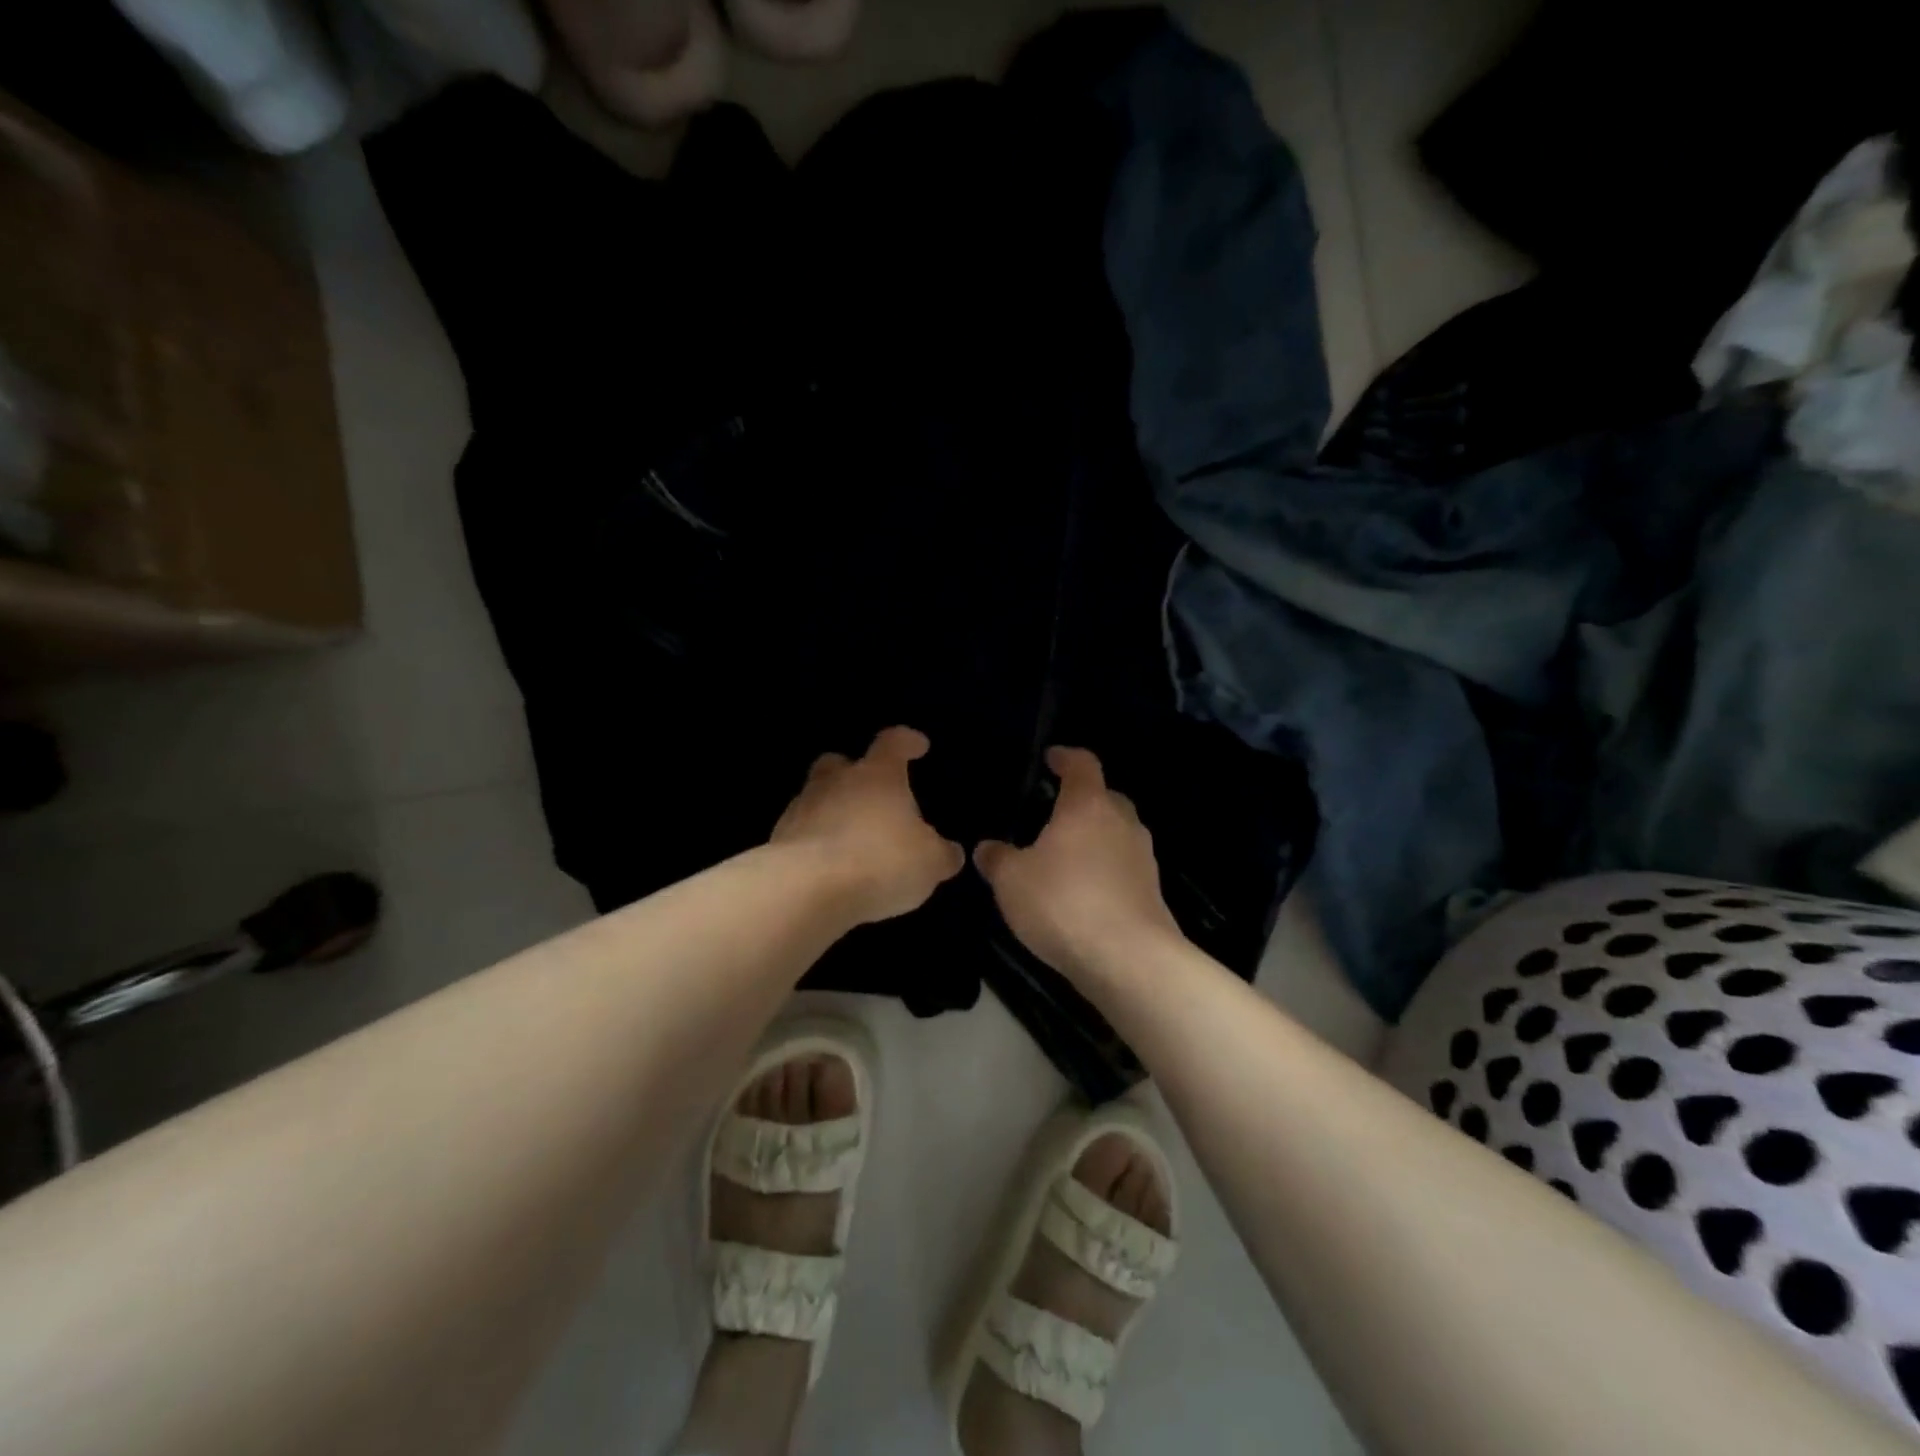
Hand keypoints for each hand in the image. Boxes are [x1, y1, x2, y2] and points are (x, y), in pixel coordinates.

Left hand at [772, 726, 964, 923]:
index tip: (918, 746)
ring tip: (850, 837)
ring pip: (817, 795)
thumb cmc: (881, 862)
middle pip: (841, 763)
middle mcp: (837, 781)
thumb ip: (941, 854)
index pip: (893, 743)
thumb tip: (949, 852)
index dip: (907, 742)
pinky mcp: (779, 839)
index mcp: (878, 775)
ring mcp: (802, 807)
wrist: (807, 889)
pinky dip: (815, 840)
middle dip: (854, 773)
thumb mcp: (929, 863)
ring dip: (832, 809)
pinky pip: (802, 831)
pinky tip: (829, 864)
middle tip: (871, 793)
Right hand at [974, 746, 1182, 978]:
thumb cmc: (1064, 903)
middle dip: (1083, 800)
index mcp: (1088, 806)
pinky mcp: (1151, 891)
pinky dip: (1105, 868)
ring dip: (1095, 837)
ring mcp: (1142, 857)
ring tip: (1066, 855)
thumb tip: (987, 848)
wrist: (1128, 959)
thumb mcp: (1012, 881)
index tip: (1051, 758)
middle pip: (1106, 797)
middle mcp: (1122, 823)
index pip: (1083, 764)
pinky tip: (1083, 891)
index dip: (1066, 757)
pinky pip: (1123, 866)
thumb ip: (997, 859)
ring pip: (1117, 833)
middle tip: (1054, 812)